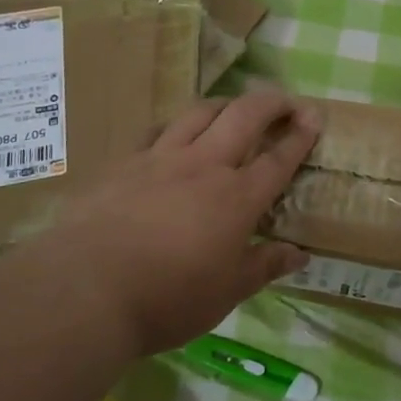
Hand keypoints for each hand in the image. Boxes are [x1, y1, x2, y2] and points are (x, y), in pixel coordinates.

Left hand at [12, 91, 320, 357]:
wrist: (85, 289)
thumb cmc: (167, 299)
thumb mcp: (226, 293)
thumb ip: (264, 267)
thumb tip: (299, 255)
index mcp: (237, 199)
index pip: (278, 158)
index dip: (300, 135)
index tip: (314, 117)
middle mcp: (204, 166)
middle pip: (245, 116)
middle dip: (271, 102)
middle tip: (285, 101)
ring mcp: (161, 159)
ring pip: (200, 113)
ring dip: (225, 105)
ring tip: (233, 109)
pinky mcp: (125, 164)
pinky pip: (157, 132)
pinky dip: (176, 127)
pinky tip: (174, 135)